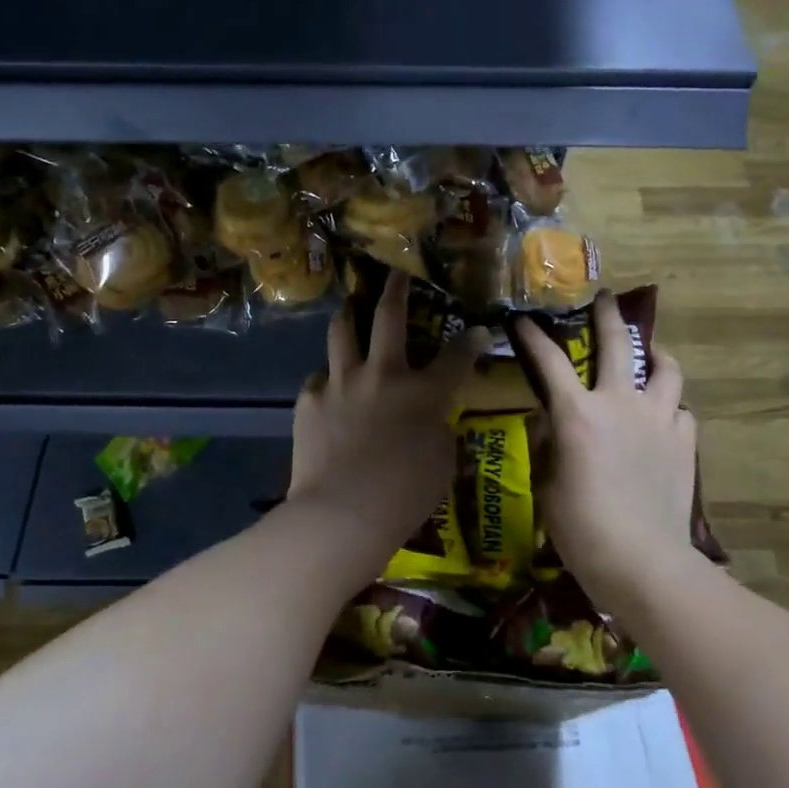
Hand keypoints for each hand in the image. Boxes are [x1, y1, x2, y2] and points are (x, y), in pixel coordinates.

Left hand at [289, 272, 488, 559]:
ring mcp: (340, 383)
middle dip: (396, 288)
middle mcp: (381, 375)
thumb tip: (433, 415)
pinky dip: (328, 378)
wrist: (342, 514)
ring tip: (351, 306)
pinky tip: (329, 388)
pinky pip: (319, 378)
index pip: (456, 356)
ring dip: (349, 314)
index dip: (471, 341)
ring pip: (342, 331)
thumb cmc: (404, 495)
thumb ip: (439, 428)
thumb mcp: (441, 463)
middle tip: (397, 273)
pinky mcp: (309, 401)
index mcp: (422, 392)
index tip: (479, 330)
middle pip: (389, 317)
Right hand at [516, 292, 698, 594]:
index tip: (524, 319)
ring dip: (656, 356)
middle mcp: (621, 404)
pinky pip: (682, 411)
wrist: (642, 560)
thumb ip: (549, 447)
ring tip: (652, 354)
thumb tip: (551, 427)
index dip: (534, 338)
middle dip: (608, 315)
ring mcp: (659, 421)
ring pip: (666, 370)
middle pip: (618, 345)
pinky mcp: (684, 443)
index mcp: (578, 414)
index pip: (550, 362)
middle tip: (606, 298)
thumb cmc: (581, 528)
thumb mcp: (547, 485)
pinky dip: (671, 407)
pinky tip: (664, 417)